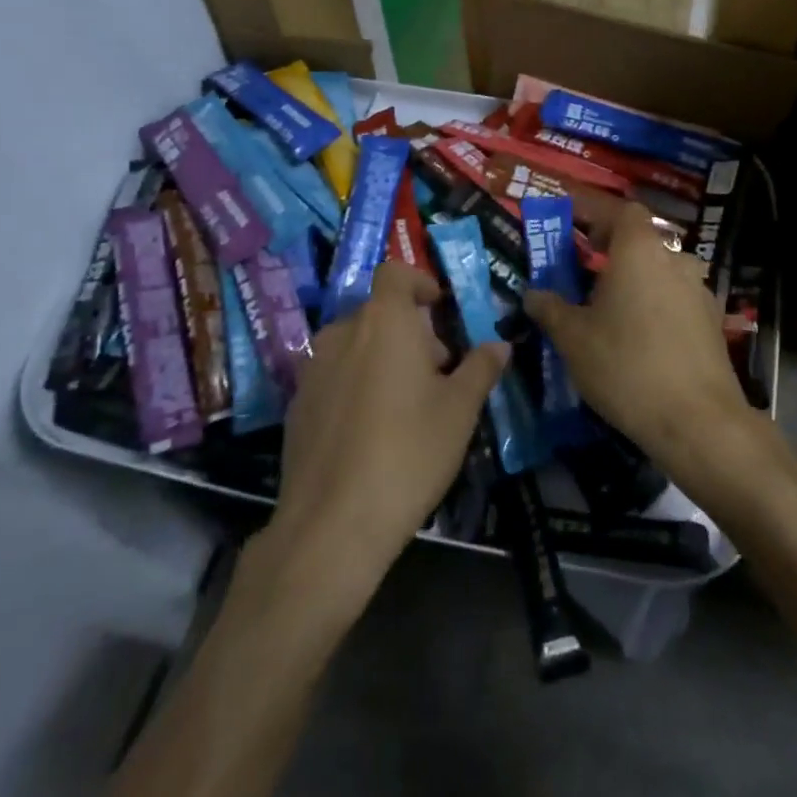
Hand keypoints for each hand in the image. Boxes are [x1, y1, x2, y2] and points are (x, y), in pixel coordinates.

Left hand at [271, 262, 507, 582]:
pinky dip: (356, 385)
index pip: (395, 273)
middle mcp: (342, 333)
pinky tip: (371, 431)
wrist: (332, 523)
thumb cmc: (408, 451)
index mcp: (384, 321)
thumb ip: (481, 368)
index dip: (420, 282)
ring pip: (355, 345)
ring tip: (406, 403)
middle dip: (410, 332)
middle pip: (379, 313)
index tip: (441, 309)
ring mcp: (313, 369)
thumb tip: (499, 345)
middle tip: (438, 372)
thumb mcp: (459, 409)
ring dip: (382, 358)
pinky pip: (333, 376)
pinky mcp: (297, 405)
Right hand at [523, 195, 754, 485]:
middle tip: (583, 267)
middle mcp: (674, 260)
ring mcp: (698, 290)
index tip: (570, 219)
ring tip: (608, 306)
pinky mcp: (711, 321)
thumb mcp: (573, 339)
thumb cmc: (626, 366)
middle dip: (610, 248)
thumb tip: (533, 293)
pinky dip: (654, 303)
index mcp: (639, 251)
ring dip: (634, 278)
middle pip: (640, 240)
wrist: (697, 420)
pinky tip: (639, 335)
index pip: (620, 210)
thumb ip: (550, 309)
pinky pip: (674, 298)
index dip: (594, 210)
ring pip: (659, 270)